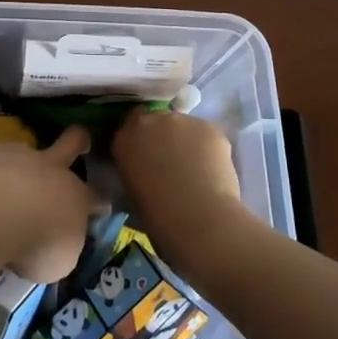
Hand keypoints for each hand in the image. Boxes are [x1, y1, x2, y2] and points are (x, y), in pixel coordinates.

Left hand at [0, 125, 104, 282]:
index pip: (97, 199)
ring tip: (12, 180)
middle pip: (73, 144)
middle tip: (82, 142)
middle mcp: (55, 170)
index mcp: (77, 199)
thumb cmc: (36, 246)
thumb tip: (58, 242)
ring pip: (31, 149)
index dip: (100, 204)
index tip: (102, 208)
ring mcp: (24, 156)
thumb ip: (64, 245)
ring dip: (26, 163)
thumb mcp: (60, 262)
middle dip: (80, 141)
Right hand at [113, 109, 250, 262]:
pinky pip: (206, 136)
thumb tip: (145, 173)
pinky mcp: (209, 127)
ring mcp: (182, 120)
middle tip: (171, 164)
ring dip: (186, 142)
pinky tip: (212, 171)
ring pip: (184, 128)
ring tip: (195, 170)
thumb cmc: (158, 216)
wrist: (197, 218)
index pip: (129, 128)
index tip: (146, 158)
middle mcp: (151, 121)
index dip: (140, 142)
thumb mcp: (131, 194)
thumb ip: (135, 172)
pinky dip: (208, 149)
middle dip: (163, 138)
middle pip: (157, 122)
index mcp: (125, 138)